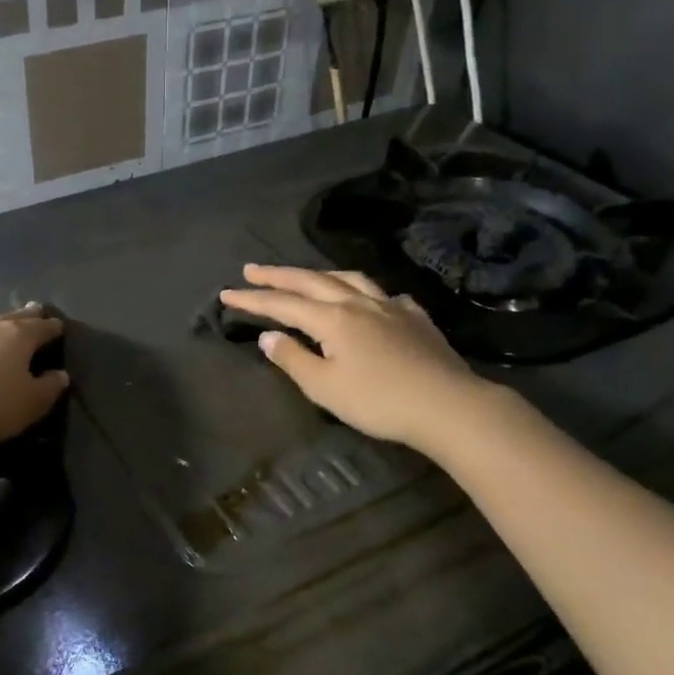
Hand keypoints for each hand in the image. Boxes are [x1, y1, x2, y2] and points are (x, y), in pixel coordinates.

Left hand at [0, 304, 69, 457]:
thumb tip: (61, 375)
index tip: (60, 327)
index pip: (42, 327)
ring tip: (5, 327)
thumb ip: (49, 388)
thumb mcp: (29, 404)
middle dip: (27, 316)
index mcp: (18, 336)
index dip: (53, 328)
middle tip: (36, 311)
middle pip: (14, 317)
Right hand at [219, 265, 489, 449]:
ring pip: (349, 279)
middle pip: (312, 281)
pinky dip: (364, 292)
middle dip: (278, 275)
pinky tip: (368, 300)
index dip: (252, 299)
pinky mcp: (415, 318)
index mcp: (332, 319)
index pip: (283, 304)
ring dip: (320, 275)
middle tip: (252, 269)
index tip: (226, 293)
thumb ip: (293, 359)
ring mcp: (390, 307)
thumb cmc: (378, 401)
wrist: (446, 405)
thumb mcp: (324, 387)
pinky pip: (383, 295)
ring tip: (305, 276)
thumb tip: (269, 336)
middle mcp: (358, 303)